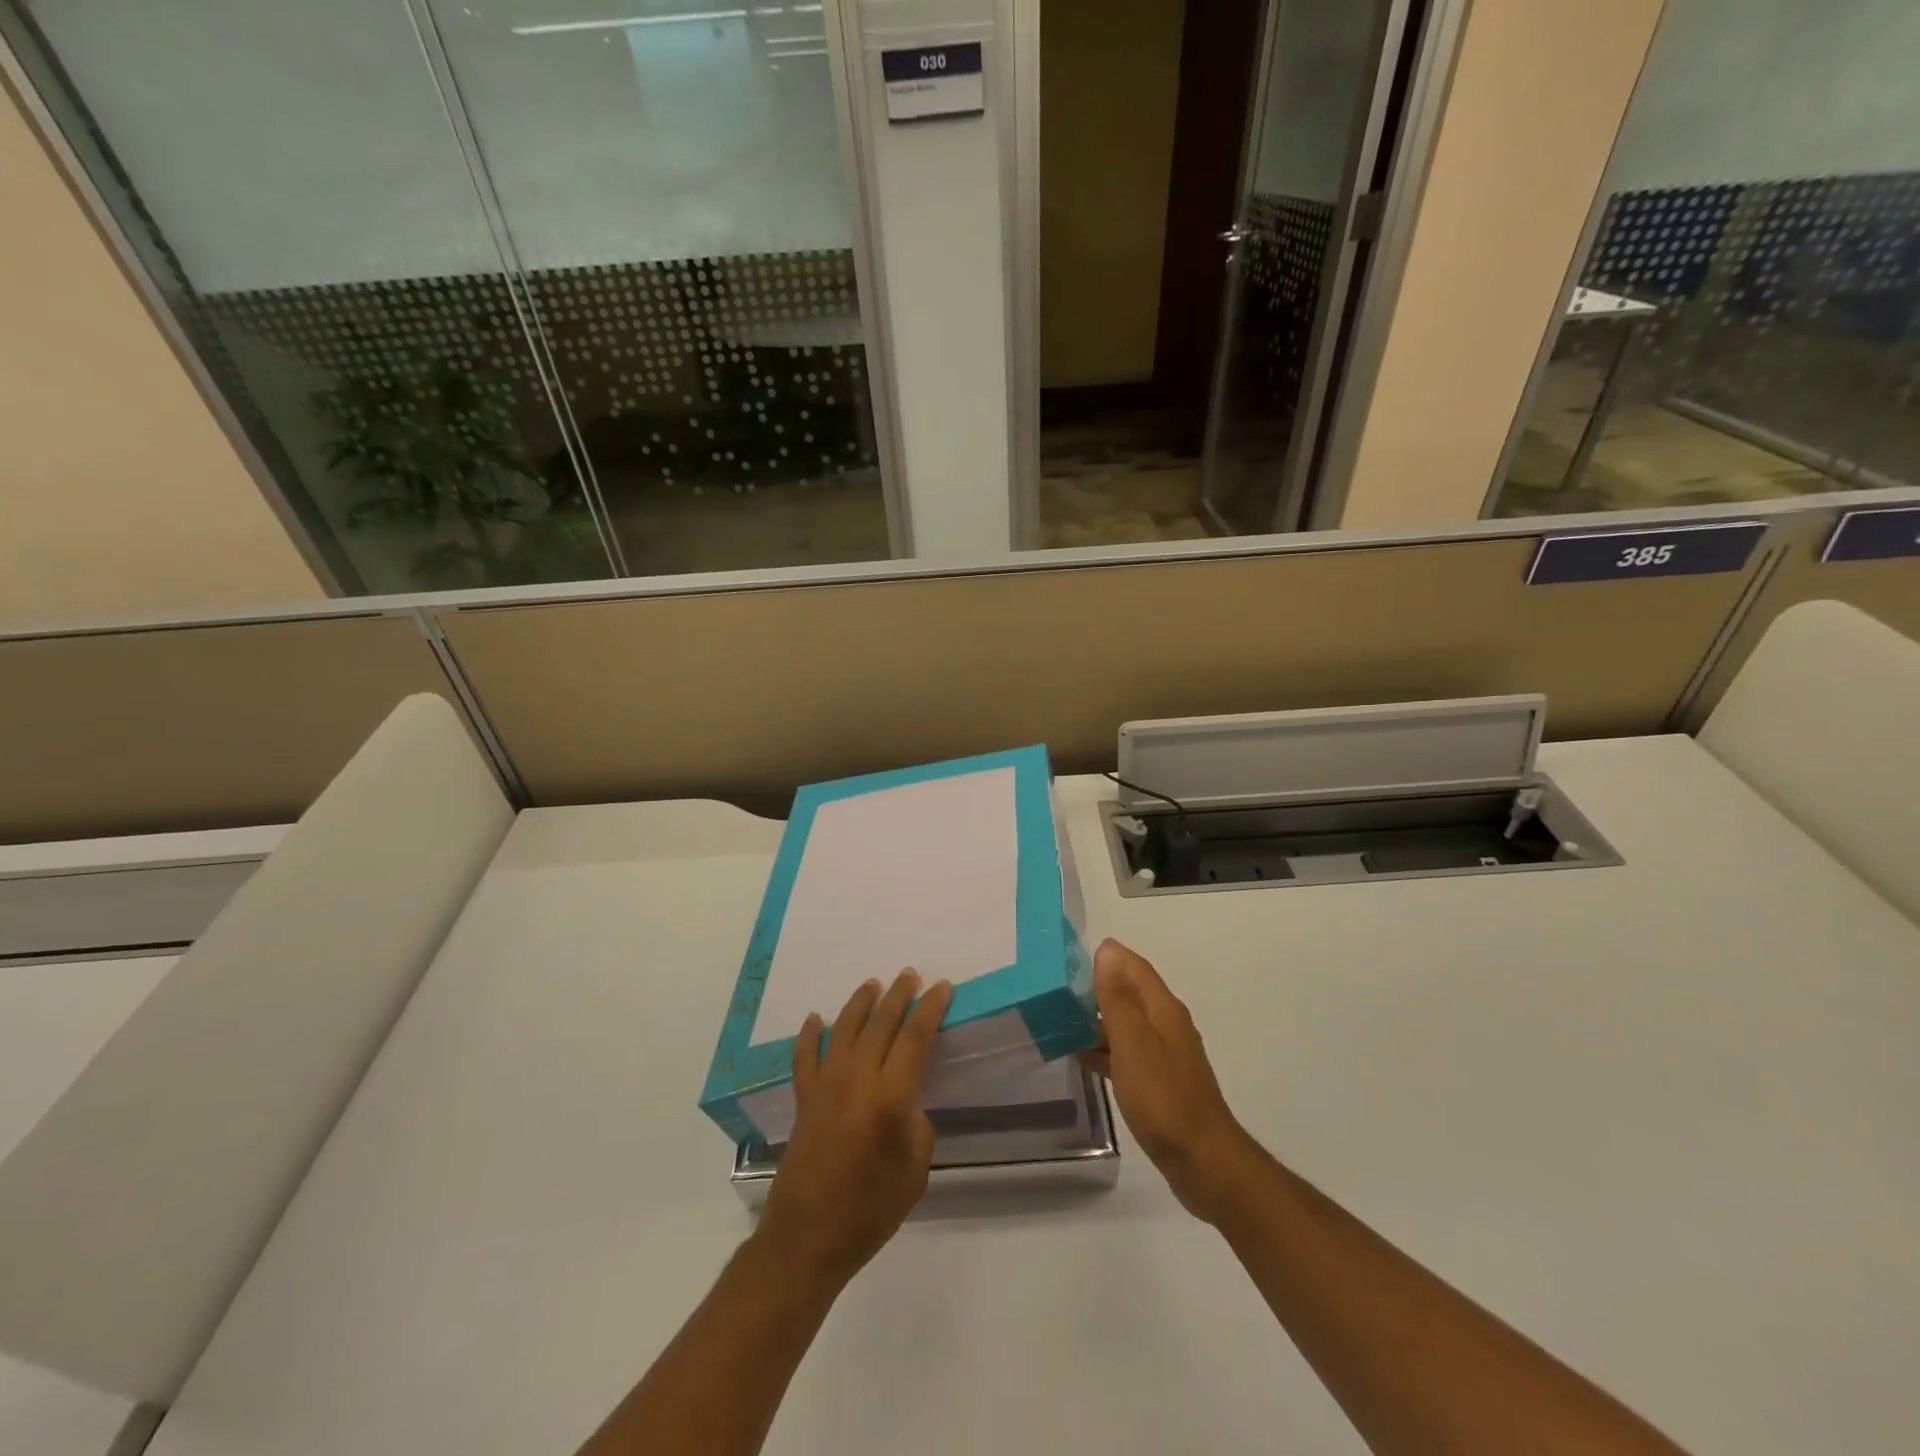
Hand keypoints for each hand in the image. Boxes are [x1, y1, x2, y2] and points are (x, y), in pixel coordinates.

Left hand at [756, 971, 953, 1287]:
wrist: (806, 1241)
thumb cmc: (870, 1211)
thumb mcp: (915, 1171)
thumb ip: (915, 1124)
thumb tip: (904, 1101)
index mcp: (888, 1097)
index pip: (914, 1038)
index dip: (930, 1009)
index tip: (942, 987)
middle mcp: (855, 1080)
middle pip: (880, 1024)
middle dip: (898, 996)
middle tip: (910, 975)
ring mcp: (824, 1086)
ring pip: (843, 1030)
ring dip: (860, 1003)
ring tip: (873, 984)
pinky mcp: (802, 1100)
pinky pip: (804, 1057)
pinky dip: (809, 1035)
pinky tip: (815, 1018)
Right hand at [1084, 939, 1254, 1222]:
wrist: (1202, 1160)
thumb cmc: (1163, 1097)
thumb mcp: (1132, 1043)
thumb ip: (1118, 998)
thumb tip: (1108, 951)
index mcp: (1163, 1009)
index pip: (1135, 967)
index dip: (1108, 957)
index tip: (1070, 956)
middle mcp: (1167, 1025)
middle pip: (1130, 993)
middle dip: (1098, 987)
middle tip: (1057, 990)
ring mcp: (1165, 1055)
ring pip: (1127, 1024)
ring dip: (1098, 1020)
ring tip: (1061, 1022)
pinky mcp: (1160, 1082)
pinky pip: (1127, 1053)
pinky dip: (1105, 1049)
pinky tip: (1083, 1059)